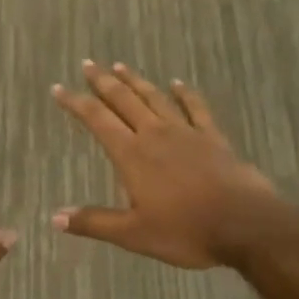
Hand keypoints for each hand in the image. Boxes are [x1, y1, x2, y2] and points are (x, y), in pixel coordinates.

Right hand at [51, 62, 279, 269]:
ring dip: (136, 81)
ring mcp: (185, 132)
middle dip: (103, 81)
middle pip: (123, 100)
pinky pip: (195, 107)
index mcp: (131, 154)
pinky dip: (184, 93)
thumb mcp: (134, 234)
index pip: (97, 119)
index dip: (76, 102)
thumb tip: (54, 218)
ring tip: (120, 66)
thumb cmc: (186, 230)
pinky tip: (177, 83)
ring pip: (154, 97)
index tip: (59, 88)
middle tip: (88, 64)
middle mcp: (154, 134)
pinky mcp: (212, 137)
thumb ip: (94, 222)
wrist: (244, 224)